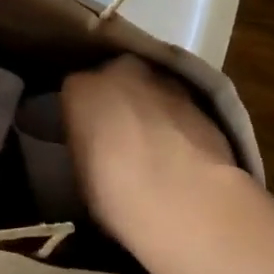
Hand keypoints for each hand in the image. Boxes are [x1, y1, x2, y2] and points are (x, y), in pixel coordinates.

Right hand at [62, 57, 236, 237]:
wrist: (189, 202)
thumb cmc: (119, 196)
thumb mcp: (81, 173)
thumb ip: (84, 142)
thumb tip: (95, 142)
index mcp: (82, 88)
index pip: (74, 92)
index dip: (82, 116)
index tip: (88, 138)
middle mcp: (121, 71)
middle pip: (114, 78)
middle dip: (117, 100)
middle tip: (120, 136)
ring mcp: (164, 81)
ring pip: (148, 88)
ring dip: (148, 107)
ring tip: (153, 144)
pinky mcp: (199, 99)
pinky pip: (177, 104)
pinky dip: (175, 120)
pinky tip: (179, 149)